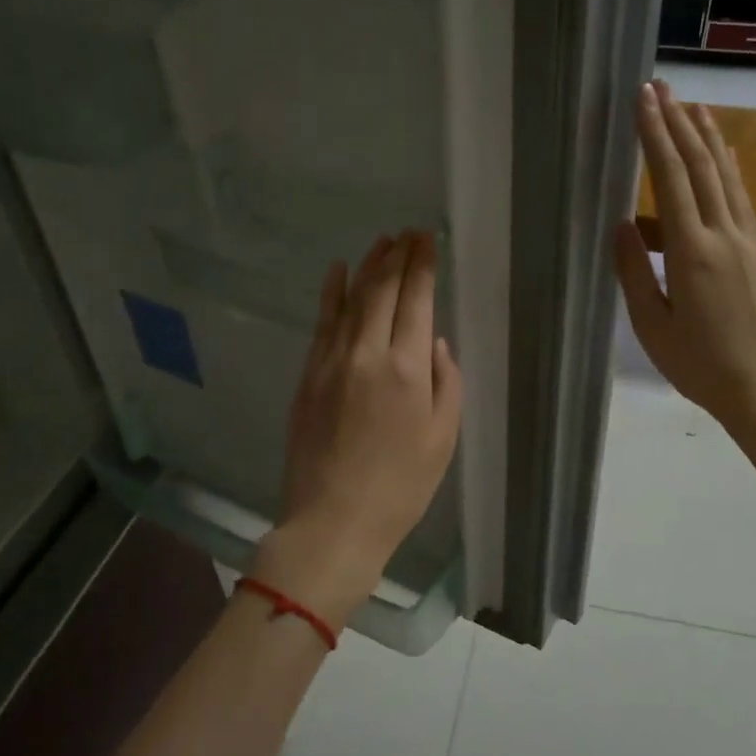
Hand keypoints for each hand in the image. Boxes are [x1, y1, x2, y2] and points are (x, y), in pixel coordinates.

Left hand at [252, 230, 462, 628]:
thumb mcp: (443, 439)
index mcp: (407, 370)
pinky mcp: (308, 375)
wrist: (333, 521)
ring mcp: (332, 361)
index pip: (416, 301)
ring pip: (352, 299)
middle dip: (398, 256)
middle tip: (409, 233)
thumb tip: (436, 343)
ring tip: (382, 242)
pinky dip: (331, 293)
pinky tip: (338, 271)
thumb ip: (447, 383)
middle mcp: (367, 354)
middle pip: (383, 291)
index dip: (423, 266)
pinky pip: (322, 323)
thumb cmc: (400, 487)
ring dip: (368, 267)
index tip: (427, 239)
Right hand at [615, 81, 755, 441]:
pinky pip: (742, 197)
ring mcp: (747, 241)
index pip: (672, 180)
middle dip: (678, 122)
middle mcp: (723, 235)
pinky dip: (730, 167)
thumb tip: (619, 224)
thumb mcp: (652, 326)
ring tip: (693, 104)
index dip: (656, 135)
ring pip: (727, 176)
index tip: (644, 100)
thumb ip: (633, 272)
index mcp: (691, 253)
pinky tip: (725, 153)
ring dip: (709, 137)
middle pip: (702, 166)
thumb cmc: (699, 365)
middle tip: (661, 87)